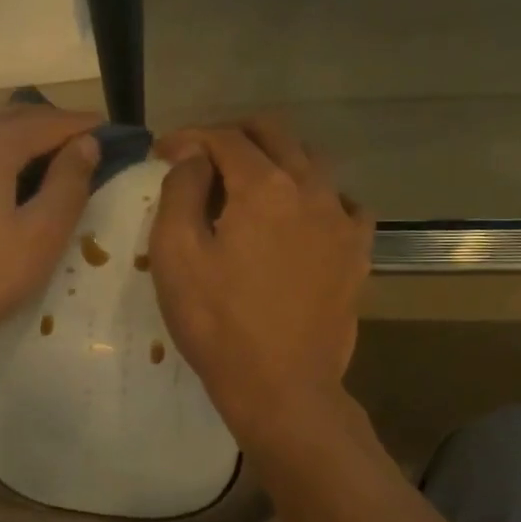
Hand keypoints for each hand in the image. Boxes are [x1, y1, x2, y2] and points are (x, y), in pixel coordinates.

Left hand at [0, 105, 101, 367]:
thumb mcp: (40, 237)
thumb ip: (68, 184)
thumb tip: (86, 143)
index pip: (46, 122)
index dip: (79, 125)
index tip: (105, 128)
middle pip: (6, 118)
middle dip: (43, 124)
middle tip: (72, 140)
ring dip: (0, 130)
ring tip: (20, 148)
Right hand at [149, 118, 370, 435]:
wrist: (281, 386)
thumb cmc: (217, 322)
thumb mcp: (176, 254)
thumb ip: (182, 191)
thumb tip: (195, 157)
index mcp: (264, 186)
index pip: (224, 138)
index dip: (189, 137)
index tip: (163, 152)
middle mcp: (311, 189)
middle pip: (275, 135)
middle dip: (233, 135)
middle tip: (201, 157)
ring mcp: (342, 220)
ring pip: (312, 162)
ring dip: (275, 159)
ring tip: (248, 183)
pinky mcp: (358, 252)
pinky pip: (342, 202)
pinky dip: (315, 195)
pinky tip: (299, 217)